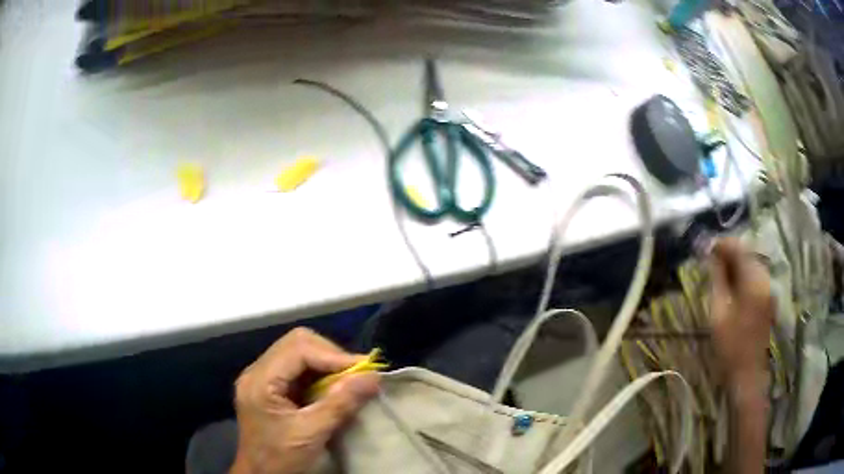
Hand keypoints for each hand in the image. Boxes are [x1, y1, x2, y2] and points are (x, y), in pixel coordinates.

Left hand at [231, 328, 379, 473]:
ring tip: (350, 381)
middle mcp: (258, 371)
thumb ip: (341, 404)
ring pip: (299, 353)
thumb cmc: (281, 459)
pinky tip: (333, 389)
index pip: (298, 349)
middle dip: (331, 356)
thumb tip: (373, 376)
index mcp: (260, 380)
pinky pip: (299, 369)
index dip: (333, 355)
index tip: (365, 369)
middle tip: (357, 374)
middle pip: (297, 343)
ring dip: (327, 364)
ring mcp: (263, 378)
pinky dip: (320, 374)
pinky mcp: (271, 387)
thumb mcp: (312, 434)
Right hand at [708, 238, 774, 385]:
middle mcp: (764, 278)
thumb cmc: (730, 346)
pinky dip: (743, 273)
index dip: (722, 244)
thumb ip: (718, 279)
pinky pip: (755, 275)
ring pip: (751, 263)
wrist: (748, 372)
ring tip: (719, 272)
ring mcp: (768, 287)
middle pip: (747, 253)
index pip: (739, 248)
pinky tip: (732, 284)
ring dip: (736, 263)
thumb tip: (712, 256)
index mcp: (753, 281)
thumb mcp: (719, 312)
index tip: (706, 247)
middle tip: (710, 260)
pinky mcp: (768, 296)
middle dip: (729, 252)